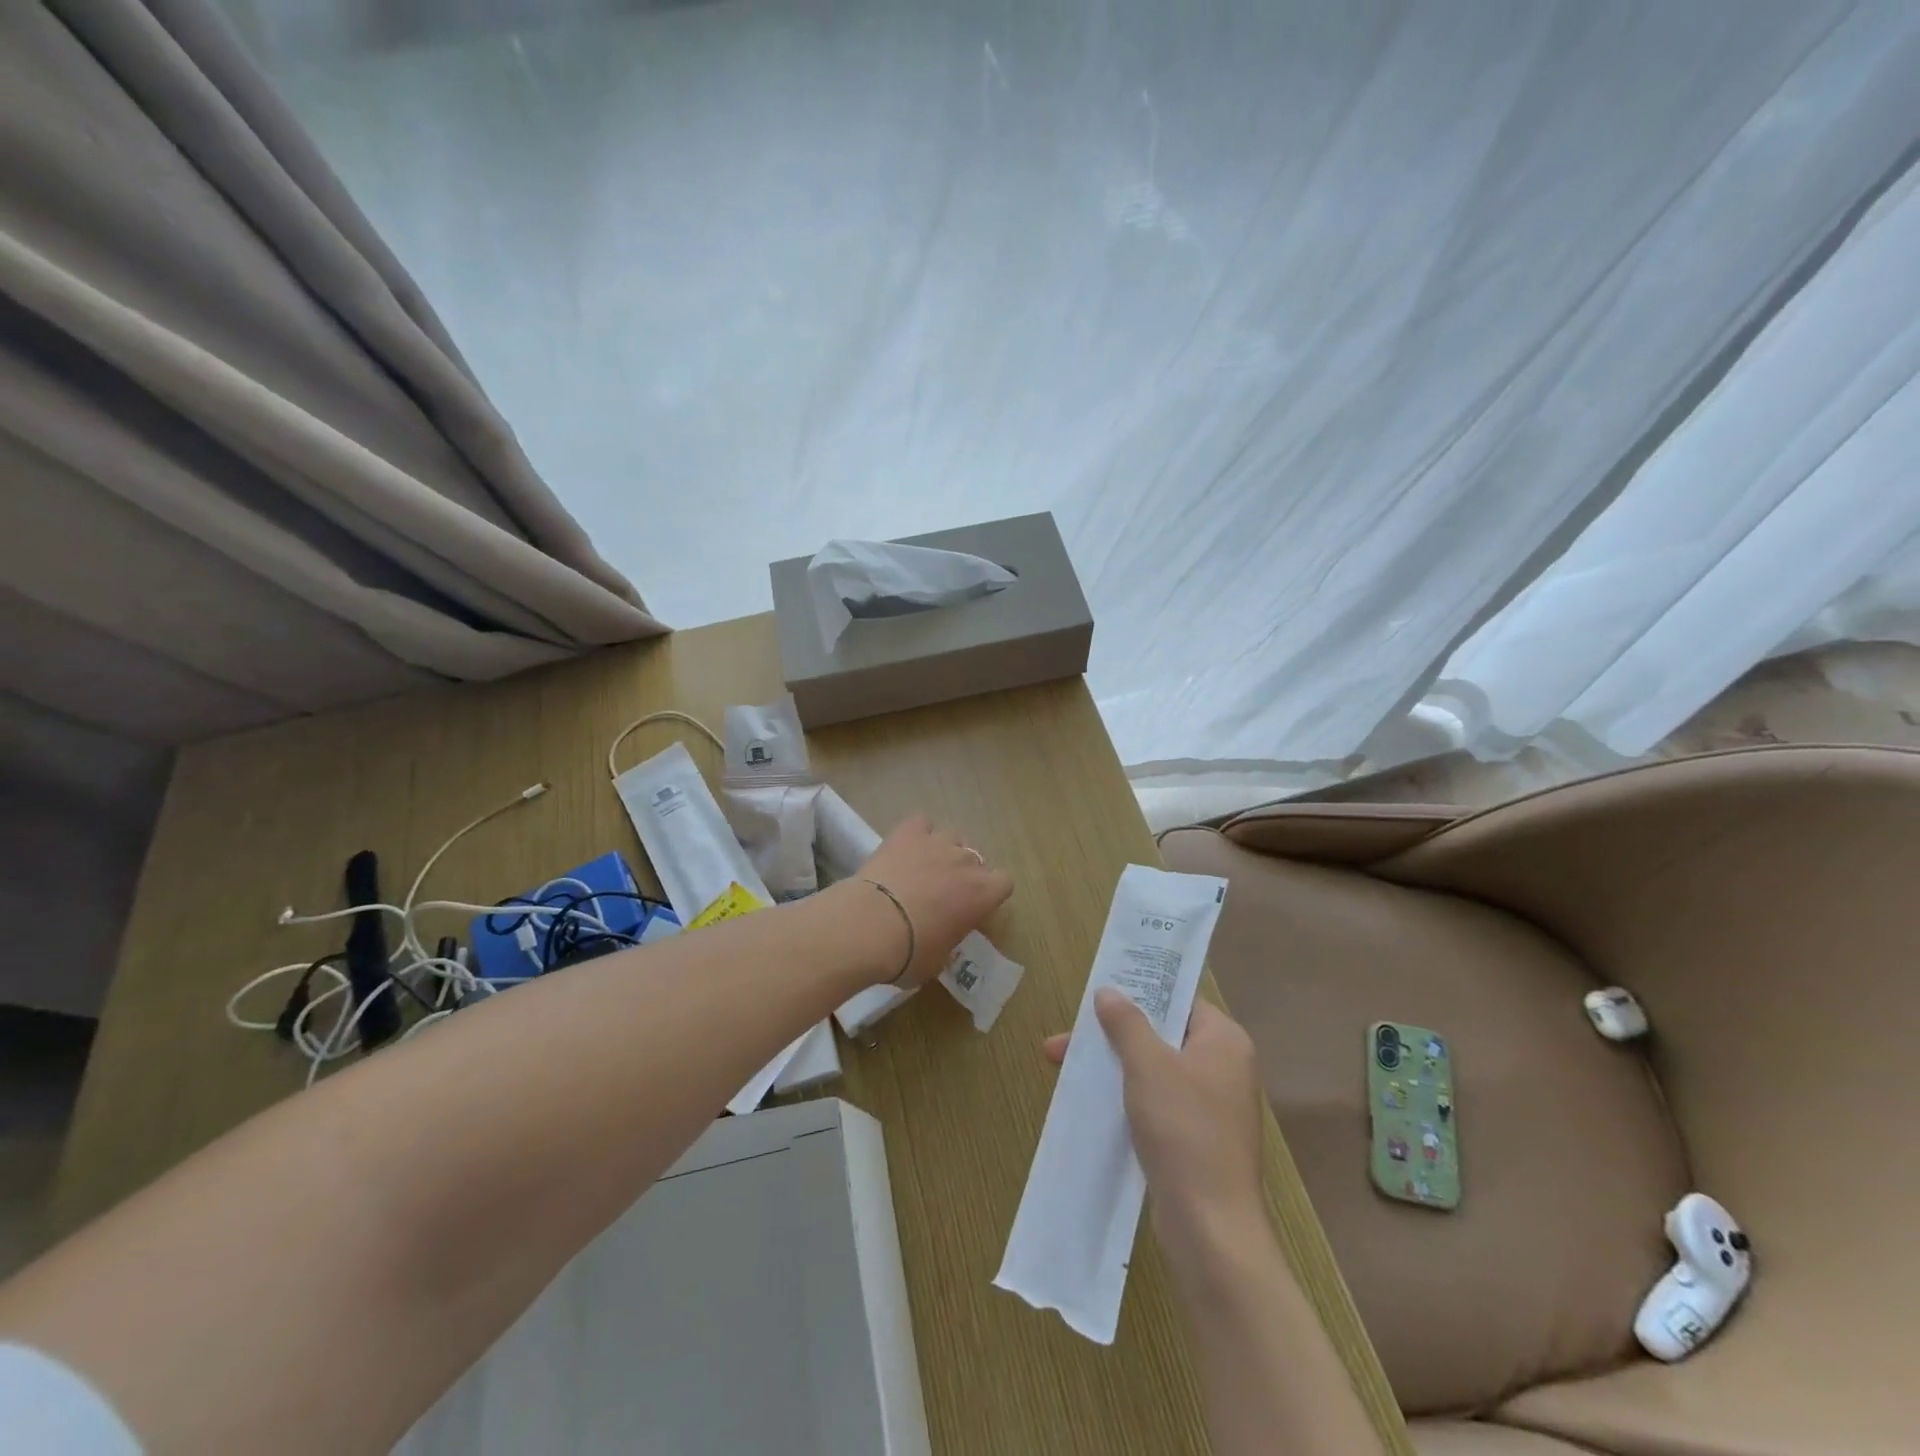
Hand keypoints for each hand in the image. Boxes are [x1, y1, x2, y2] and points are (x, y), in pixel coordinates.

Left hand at [846, 814, 1012, 988]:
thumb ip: (949, 940)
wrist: (871, 926)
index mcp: (982, 895)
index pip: (1004, 883)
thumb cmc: (910, 953)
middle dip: (963, 874)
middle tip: (942, 893)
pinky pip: (921, 822)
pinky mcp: (908, 832)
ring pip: (952, 837)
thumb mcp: (939, 959)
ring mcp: (937, 842)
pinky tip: (904, 847)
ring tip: (922, 867)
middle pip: (976, 860)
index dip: (989, 893)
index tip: (973, 906)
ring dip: (943, 851)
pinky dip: (916, 832)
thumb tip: (942, 937)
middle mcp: (966, 862)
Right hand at [1044, 991, 1265, 1240]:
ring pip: (1154, 1071)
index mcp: (1224, 1041)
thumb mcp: (1148, 1065)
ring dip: (1113, 1067)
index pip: (1180, 1001)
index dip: (1140, 993)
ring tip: (1064, 1068)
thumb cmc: (1184, 1130)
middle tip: (1065, 1040)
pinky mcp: (1196, 1140)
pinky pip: (1156, 1103)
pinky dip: (1126, 1097)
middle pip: (1160, 1035)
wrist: (1211, 1228)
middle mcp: (1223, 1068)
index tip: (1098, 993)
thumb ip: (1127, 1023)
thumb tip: (1108, 991)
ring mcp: (1211, 1107)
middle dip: (1111, 1036)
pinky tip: (1092, 1102)